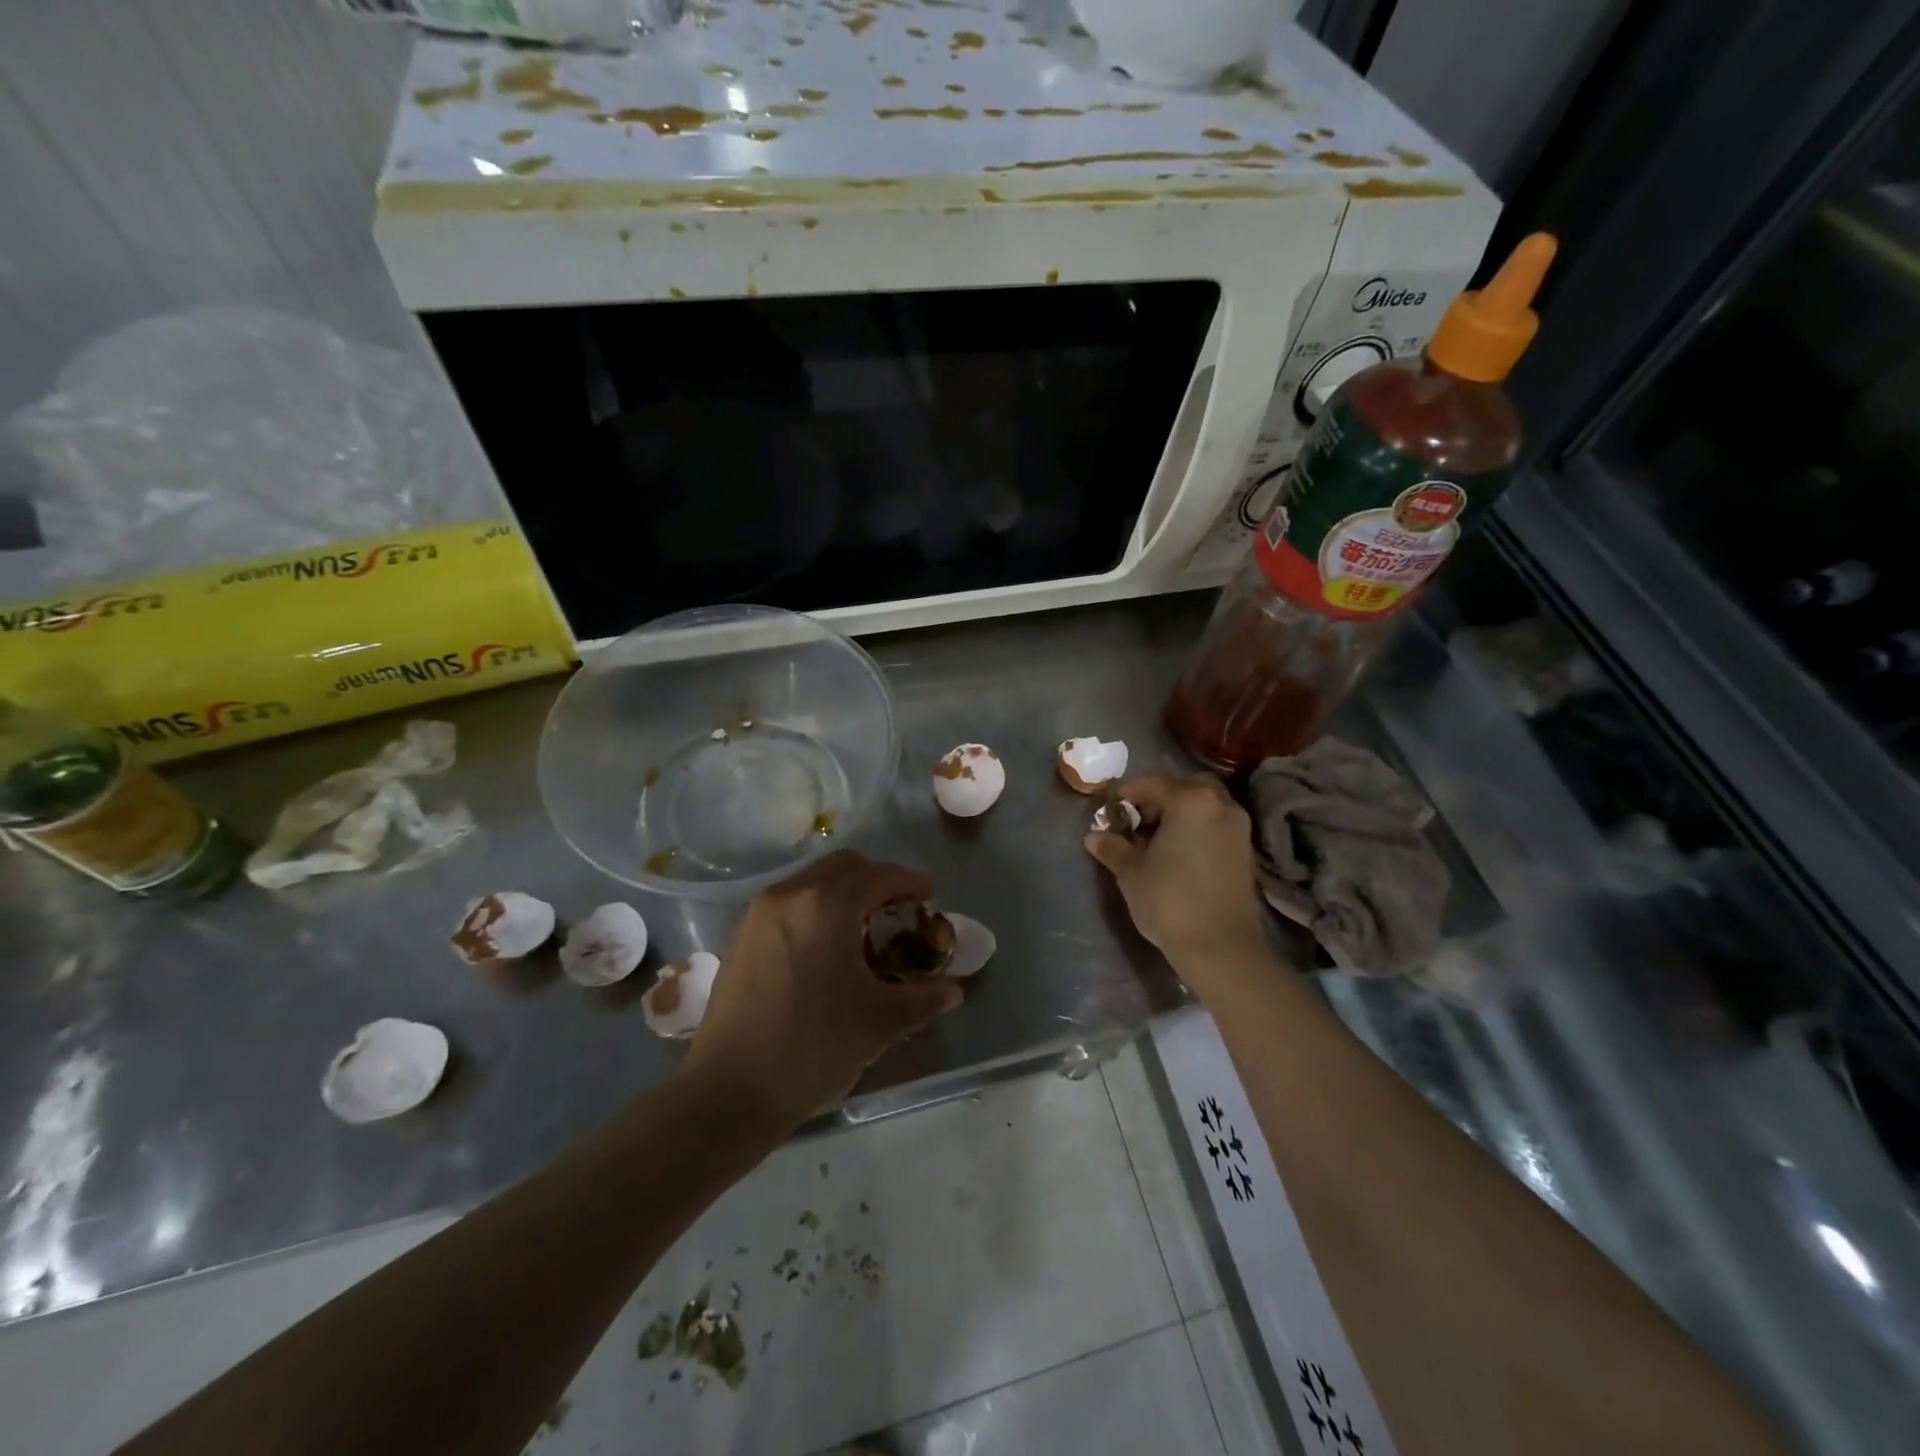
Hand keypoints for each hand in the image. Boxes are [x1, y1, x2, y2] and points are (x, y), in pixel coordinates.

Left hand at [685, 850, 962, 1132]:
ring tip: (863, 931)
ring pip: (813, 880)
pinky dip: (816, 908)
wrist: (729, 1092)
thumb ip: (923, 998)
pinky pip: (790, 902)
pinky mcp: (742, 934)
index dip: (911, 883)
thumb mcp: (880, 1022)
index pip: (880, 875)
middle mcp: (791, 894)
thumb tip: (953, 990)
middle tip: (898, 911)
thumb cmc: (813, 1049)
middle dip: (877, 880)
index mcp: (828, 906)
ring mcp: (760, 912)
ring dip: (844, 892)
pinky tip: (826, 949)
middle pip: (844, 866)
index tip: (930, 899)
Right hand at [1084, 772, 1269, 988]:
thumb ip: (1113, 847)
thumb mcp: (1131, 872)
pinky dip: (1196, 828)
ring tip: (1155, 839)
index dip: (1127, 795)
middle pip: (1185, 786)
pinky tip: (1178, 853)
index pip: (1153, 783)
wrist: (1221, 947)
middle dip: (1158, 798)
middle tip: (1136, 821)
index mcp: (1191, 800)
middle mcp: (1220, 804)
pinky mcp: (1245, 851)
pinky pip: (1215, 824)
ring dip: (1179, 812)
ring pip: (1204, 804)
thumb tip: (1094, 836)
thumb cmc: (1170, 901)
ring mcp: (1238, 827)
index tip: (1110, 813)